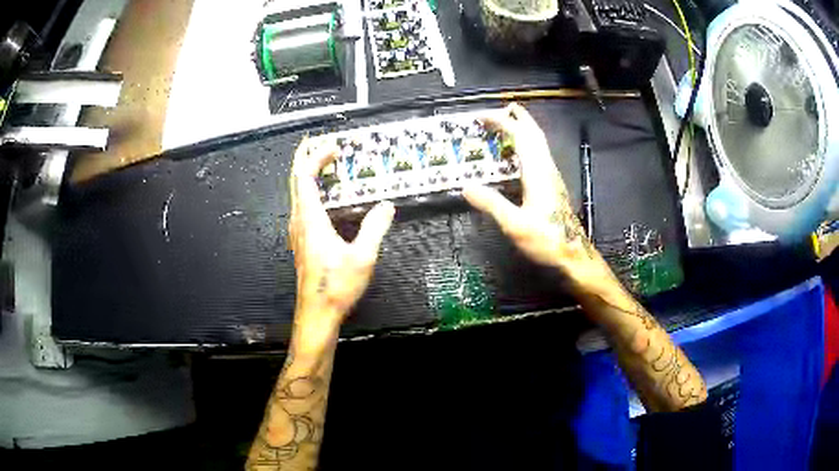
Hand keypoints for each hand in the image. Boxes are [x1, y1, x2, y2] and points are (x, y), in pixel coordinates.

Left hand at [289, 137, 394, 348]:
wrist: (317, 313)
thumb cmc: (335, 287)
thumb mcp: (363, 256)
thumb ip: (374, 227)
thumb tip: (386, 206)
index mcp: (311, 220)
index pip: (305, 177)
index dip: (315, 157)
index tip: (332, 146)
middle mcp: (299, 222)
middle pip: (295, 180)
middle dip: (304, 157)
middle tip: (316, 142)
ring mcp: (298, 232)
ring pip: (296, 193)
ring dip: (306, 173)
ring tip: (320, 162)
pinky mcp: (302, 241)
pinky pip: (301, 206)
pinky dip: (310, 190)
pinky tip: (323, 196)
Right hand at [463, 104, 617, 296]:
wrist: (574, 254)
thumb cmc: (547, 240)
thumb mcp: (515, 225)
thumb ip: (491, 204)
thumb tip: (466, 186)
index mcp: (537, 172)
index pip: (520, 137)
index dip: (502, 122)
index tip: (483, 116)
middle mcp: (546, 168)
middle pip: (534, 134)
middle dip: (518, 118)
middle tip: (502, 108)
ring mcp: (552, 176)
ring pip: (539, 143)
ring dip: (524, 129)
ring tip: (510, 123)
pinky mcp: (552, 185)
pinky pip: (539, 154)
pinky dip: (527, 144)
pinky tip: (520, 154)